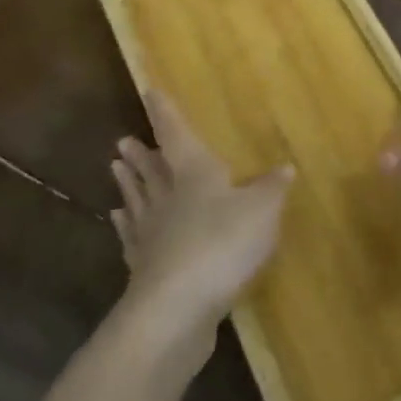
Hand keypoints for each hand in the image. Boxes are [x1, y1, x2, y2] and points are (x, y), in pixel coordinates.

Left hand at [110, 88, 293, 351]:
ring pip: (137, 200)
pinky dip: (125, 226)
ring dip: (128, 184)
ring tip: (115, 168)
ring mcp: (150, 233)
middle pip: (151, 168)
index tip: (148, 91)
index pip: (176, 133)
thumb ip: (272, 189)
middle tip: (123, 141)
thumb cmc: (222, 243)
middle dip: (141, 153)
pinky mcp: (143, 268)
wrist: (178, 308)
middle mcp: (167, 196)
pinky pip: (131, 238)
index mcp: (193, 171)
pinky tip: (117, 221)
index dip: (165, 112)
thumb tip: (285, 167)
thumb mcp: (262, 211)